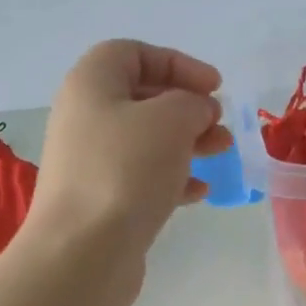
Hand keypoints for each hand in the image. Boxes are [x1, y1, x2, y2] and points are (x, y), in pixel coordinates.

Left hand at [25, 40, 232, 292]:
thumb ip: (192, 103)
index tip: (214, 87)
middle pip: (142, 98)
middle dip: (187, 107)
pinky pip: (143, 178)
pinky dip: (173, 178)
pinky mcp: (103, 200)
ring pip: (147, 140)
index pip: (133, 54)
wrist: (83, 252)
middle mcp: (85, 118)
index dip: (177, 63)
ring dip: (187, 142)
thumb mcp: (170, 120)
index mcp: (91, 84)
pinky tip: (200, 192)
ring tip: (222, 152)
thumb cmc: (125, 171)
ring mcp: (92, 163)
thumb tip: (197, 111)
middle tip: (219, 123)